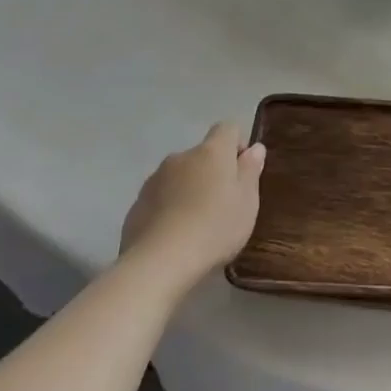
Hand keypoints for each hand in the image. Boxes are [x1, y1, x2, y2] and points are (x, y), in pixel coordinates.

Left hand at [120, 122, 266, 279]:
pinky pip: (160, 198)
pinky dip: (170, 209)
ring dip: (190, 189)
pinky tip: (175, 236)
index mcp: (211, 152)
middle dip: (213, 172)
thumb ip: (250, 171)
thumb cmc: (215, 227)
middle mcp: (180, 157)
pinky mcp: (136, 205)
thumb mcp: (247, 201)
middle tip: (224, 204)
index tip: (243, 171)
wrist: (159, 262)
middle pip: (202, 155)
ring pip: (180, 176)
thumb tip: (254, 148)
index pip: (227, 128)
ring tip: (198, 224)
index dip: (238, 144)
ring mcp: (154, 180)